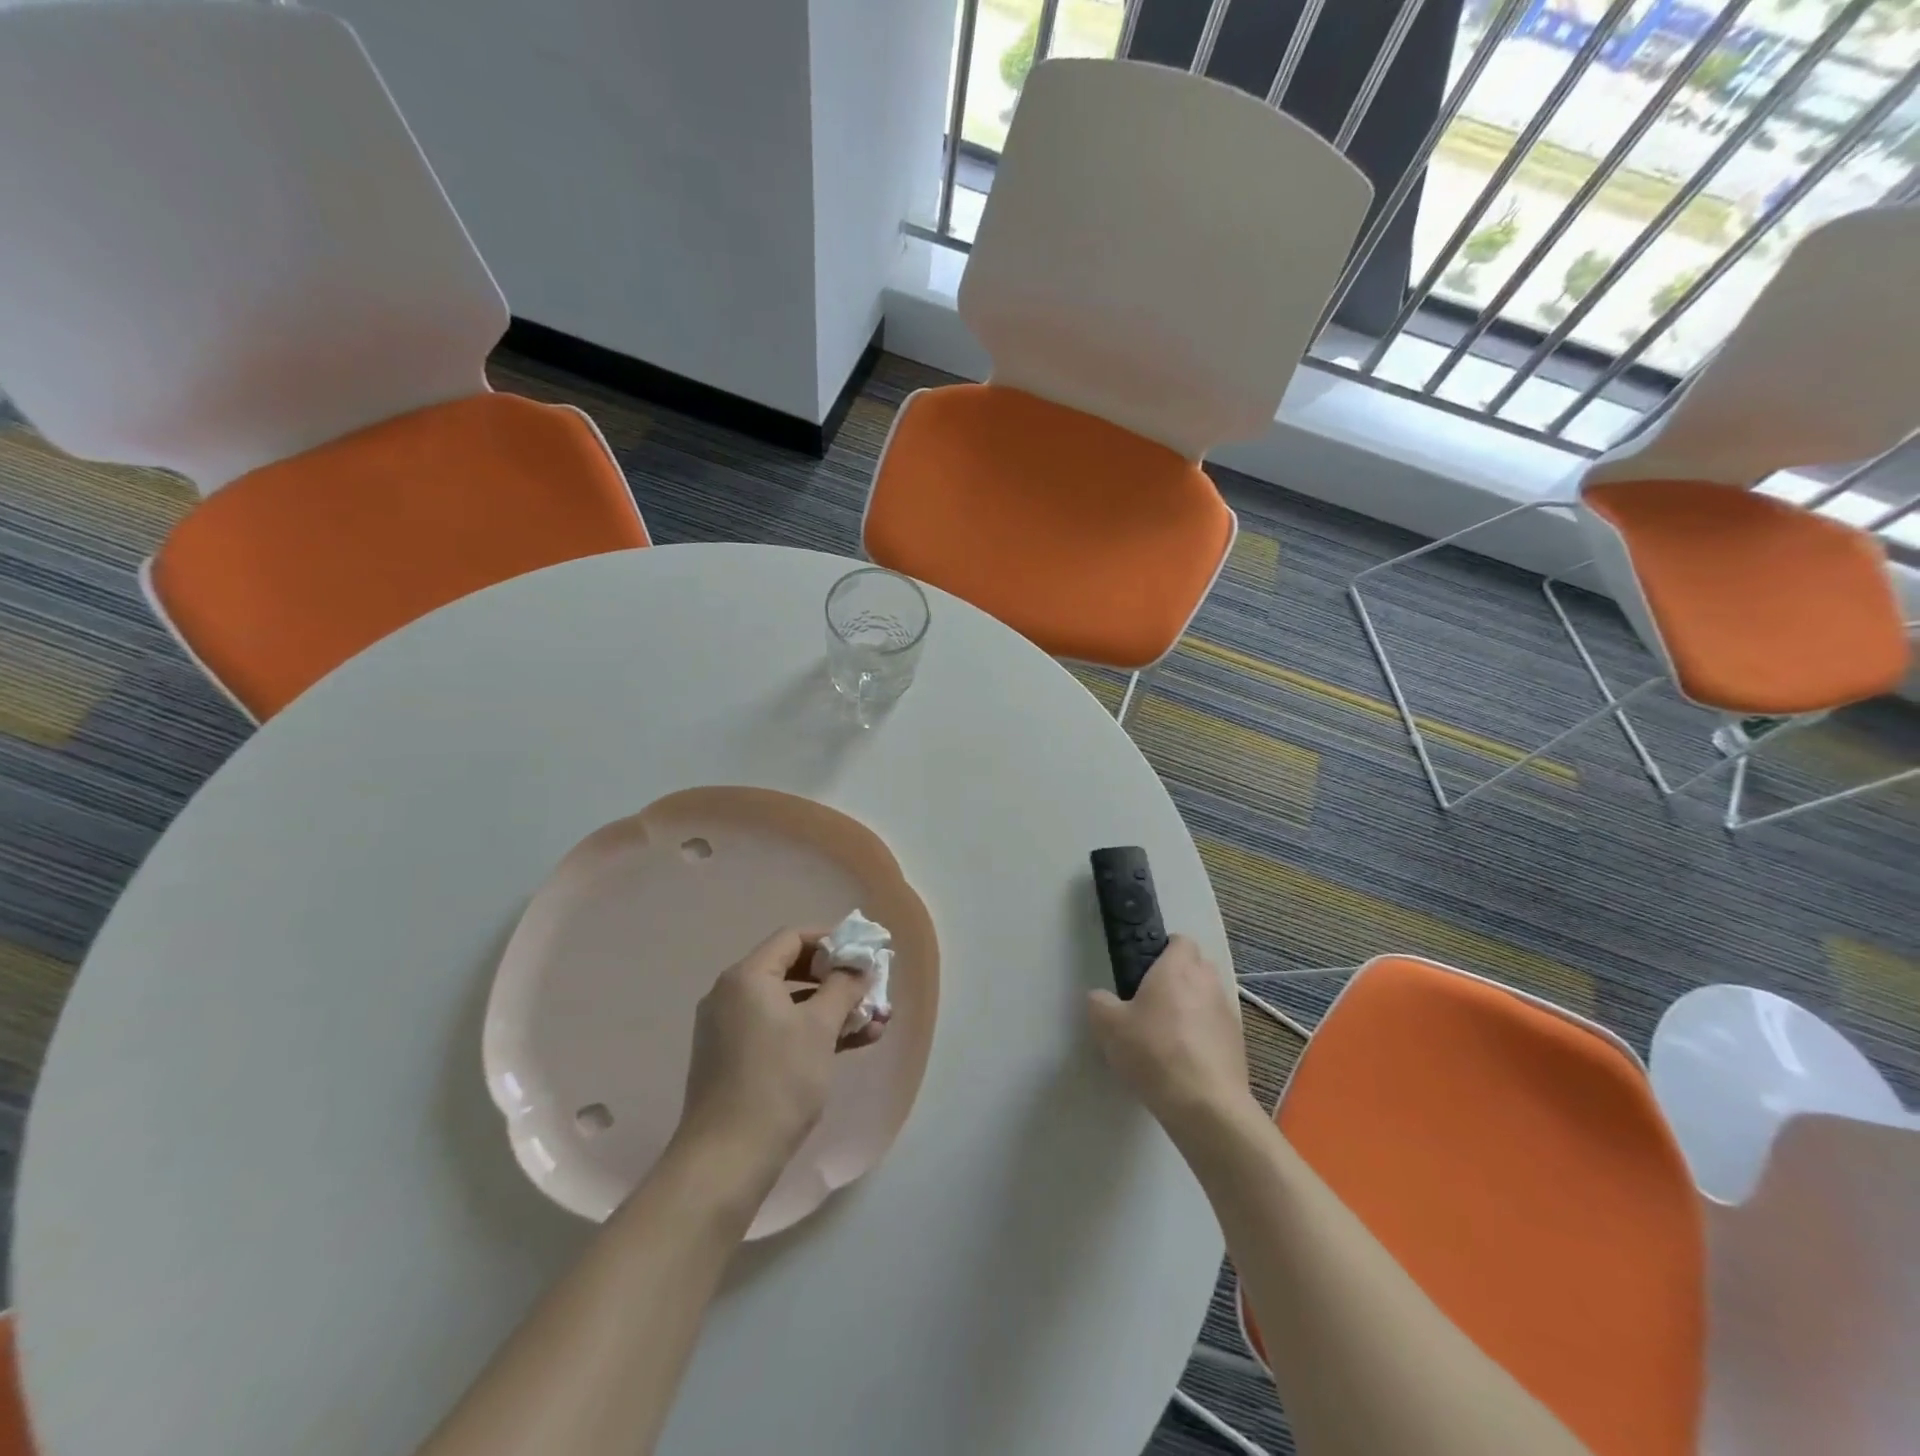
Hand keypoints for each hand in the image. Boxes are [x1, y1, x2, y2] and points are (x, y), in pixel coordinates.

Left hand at [672, 927, 882, 1195]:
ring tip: (875, 1022)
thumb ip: (843, 987)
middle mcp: (732, 994)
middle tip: (872, 989)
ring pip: (790, 1004)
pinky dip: (812, 1032)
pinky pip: (779, 1030)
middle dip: (837, 978)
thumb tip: (858, 966)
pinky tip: (852, 1044)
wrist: (726, 1160)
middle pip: (792, 969)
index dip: (832, 941)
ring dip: (832, 1009)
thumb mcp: (820, 1028)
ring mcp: (731, 1028)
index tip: (864, 955)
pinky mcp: (735, 1059)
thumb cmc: (778, 1081)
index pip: (793, 938)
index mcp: (746, 977)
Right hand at [1087, 936, 1256, 1139]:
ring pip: (1208, 997)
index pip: (1180, 940)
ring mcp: (1227, 1013)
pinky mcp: (1238, 1044)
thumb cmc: (1154, 1053)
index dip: (1163, 949)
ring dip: (1192, 1006)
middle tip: (1151, 1000)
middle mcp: (1207, 983)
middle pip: (1197, 966)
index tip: (1144, 969)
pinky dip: (1203, 1034)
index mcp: (1177, 968)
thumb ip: (1099, 1003)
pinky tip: (1185, 1059)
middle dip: (1178, 976)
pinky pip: (1217, 1026)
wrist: (1205, 1106)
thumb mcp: (1109, 1027)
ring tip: (1167, 1034)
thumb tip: (1100, 998)